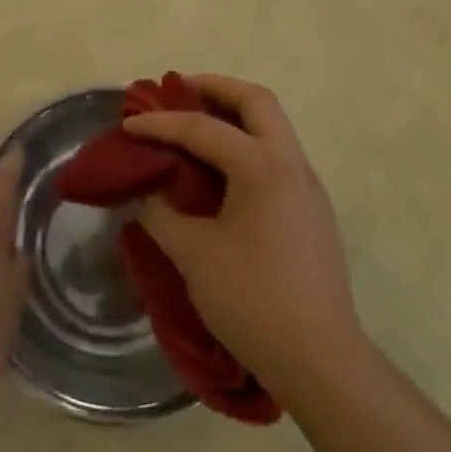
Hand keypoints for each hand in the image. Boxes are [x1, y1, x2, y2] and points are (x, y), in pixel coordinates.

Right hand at [124, 75, 362, 398]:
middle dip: (214, 88)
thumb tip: (146, 192)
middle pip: (256, 100)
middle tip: (178, 91)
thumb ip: (162, 214)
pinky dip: (246, 142)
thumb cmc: (255, 302)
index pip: (203, 128)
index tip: (128, 124)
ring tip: (195, 123)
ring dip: (233, 113)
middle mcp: (291, 163)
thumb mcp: (194, 256)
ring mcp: (307, 186)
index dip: (161, 123)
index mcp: (263, 166)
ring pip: (271, 124)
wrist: (322, 363)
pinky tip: (221, 170)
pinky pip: (276, 153)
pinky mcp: (311, 209)